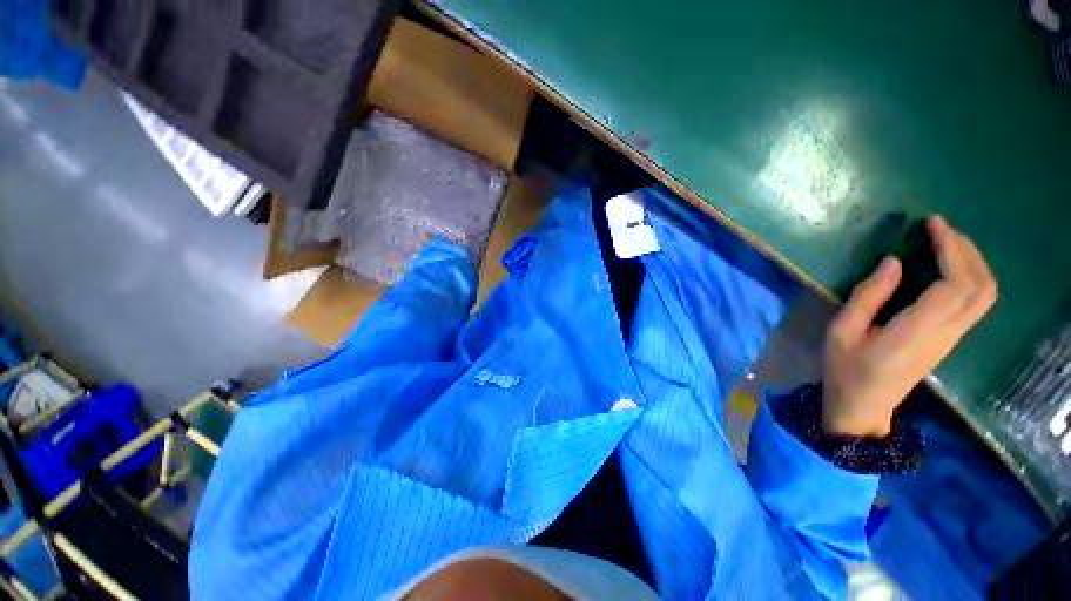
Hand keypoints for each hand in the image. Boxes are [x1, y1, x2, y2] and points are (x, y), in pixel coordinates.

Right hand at [822, 216, 996, 436]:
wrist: (863, 406)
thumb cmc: (846, 368)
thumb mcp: (841, 331)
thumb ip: (867, 297)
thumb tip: (894, 262)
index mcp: (917, 330)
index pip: (955, 285)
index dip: (950, 249)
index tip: (931, 225)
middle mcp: (946, 332)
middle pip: (981, 287)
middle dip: (967, 250)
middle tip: (940, 229)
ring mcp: (952, 338)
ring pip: (985, 295)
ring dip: (973, 262)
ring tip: (946, 242)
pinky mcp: (950, 339)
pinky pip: (975, 303)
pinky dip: (970, 276)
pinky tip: (948, 267)